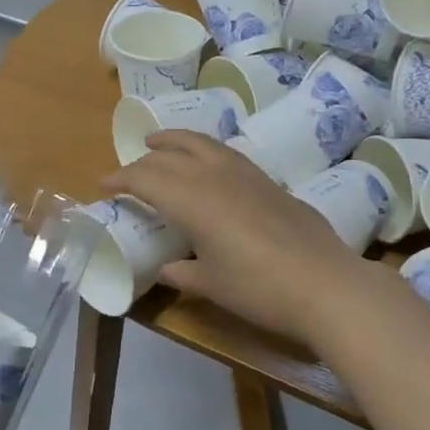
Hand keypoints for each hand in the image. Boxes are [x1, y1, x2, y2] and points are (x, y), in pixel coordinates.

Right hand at [105, 131, 371, 344]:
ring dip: (177, 141)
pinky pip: (226, 154)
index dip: (121, 179)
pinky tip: (209, 164)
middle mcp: (216, 177)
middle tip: (132, 168)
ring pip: (203, 143)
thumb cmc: (259, 289)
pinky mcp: (269, 181)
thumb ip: (181, 274)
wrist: (325, 284)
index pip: (146, 178)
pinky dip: (206, 151)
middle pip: (171, 154)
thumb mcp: (211, 285)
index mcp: (193, 200)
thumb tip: (164, 269)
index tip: (103, 185)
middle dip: (146, 157)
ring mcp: (247, 174)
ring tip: (162, 143)